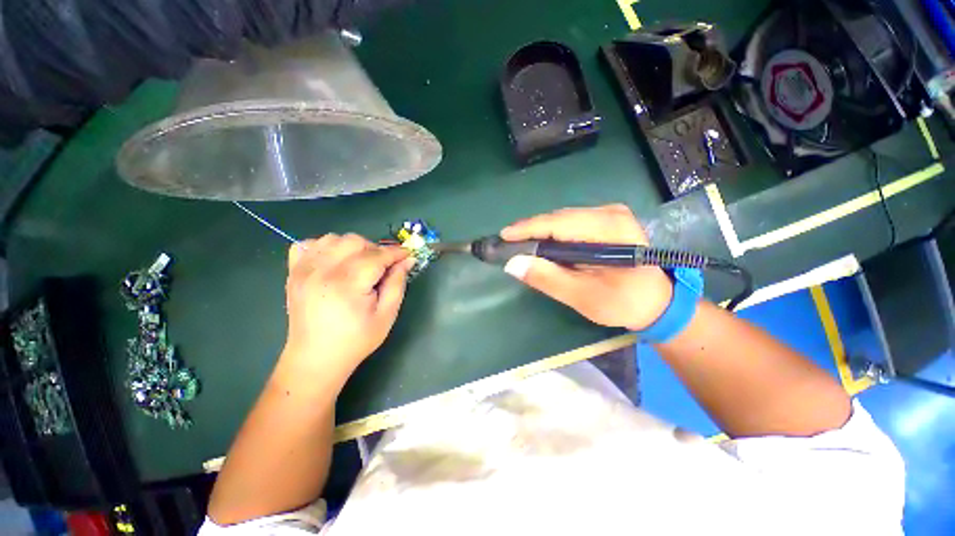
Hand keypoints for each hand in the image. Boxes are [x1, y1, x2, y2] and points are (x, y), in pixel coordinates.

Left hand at [280, 234, 413, 386]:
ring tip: (360, 265)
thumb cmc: (356, 340)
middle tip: (383, 267)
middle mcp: (322, 271)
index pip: (377, 255)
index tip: (408, 255)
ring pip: (333, 238)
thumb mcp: (387, 315)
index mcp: (347, 284)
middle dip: (375, 250)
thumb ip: (397, 283)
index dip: (396, 253)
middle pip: (355, 241)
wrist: (315, 358)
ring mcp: (303, 269)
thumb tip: (407, 260)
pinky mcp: (293, 272)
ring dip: (352, 247)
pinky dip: (325, 247)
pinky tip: (334, 262)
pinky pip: (307, 244)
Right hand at [500, 204, 672, 330]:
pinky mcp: (609, 219)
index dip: (527, 229)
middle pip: (559, 218)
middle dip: (532, 231)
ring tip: (522, 246)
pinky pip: (572, 223)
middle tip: (510, 245)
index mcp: (609, 229)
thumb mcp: (582, 297)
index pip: (558, 223)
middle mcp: (610, 213)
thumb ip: (548, 279)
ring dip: (542, 232)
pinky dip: (555, 234)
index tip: (503, 236)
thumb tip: (513, 264)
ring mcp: (611, 213)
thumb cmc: (623, 302)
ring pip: (564, 219)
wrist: (657, 302)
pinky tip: (545, 245)